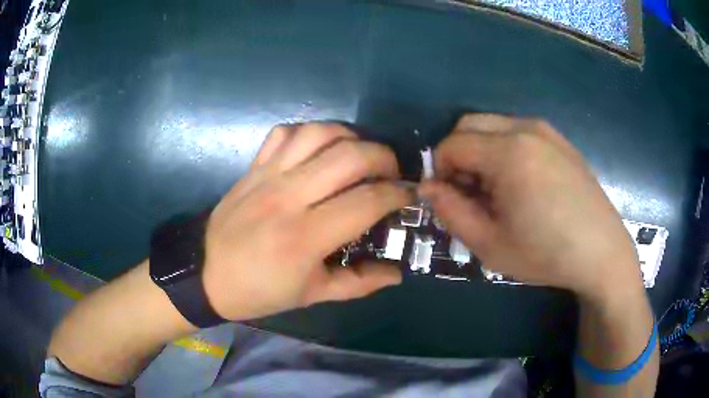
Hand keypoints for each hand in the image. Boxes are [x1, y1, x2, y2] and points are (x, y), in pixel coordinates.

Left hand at [203, 123, 411, 320]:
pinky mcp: (254, 167)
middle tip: (391, 173)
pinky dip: (310, 133)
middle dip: (383, 157)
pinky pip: (285, 133)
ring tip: (360, 156)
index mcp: (305, 237)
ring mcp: (268, 176)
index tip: (409, 196)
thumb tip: (396, 272)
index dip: (397, 195)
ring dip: (350, 137)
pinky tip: (319, 151)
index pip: (367, 201)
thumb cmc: (260, 290)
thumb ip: (358, 283)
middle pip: (349, 156)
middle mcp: (289, 197)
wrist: (207, 274)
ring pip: (319, 133)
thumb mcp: (312, 295)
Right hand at [419, 114, 641, 298]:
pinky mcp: (560, 139)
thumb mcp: (489, 244)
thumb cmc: (546, 254)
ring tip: (499, 191)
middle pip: (469, 124)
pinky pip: (518, 132)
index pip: (452, 144)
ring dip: (482, 152)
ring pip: (493, 126)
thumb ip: (450, 211)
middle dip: (458, 155)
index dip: (440, 171)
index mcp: (508, 153)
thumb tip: (427, 187)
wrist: (602, 252)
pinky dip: (505, 150)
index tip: (450, 199)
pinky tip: (523, 184)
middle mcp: (525, 129)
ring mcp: (546, 131)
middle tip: (471, 193)